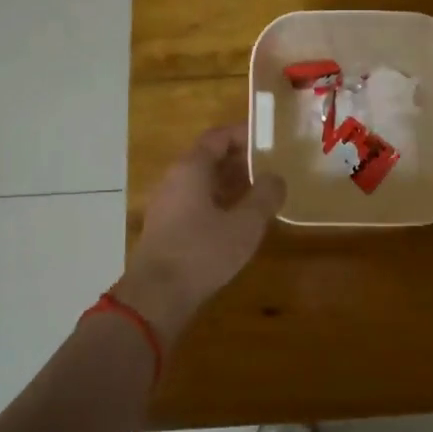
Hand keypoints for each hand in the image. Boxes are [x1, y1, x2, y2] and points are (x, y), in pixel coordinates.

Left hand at [115, 124, 285, 344]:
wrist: (156, 297)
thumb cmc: (202, 252)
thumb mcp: (245, 224)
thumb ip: (265, 196)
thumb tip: (276, 178)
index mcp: (191, 168)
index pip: (218, 136)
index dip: (244, 134)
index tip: (269, 140)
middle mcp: (175, 179)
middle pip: (209, 157)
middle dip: (241, 160)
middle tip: (271, 167)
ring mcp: (167, 204)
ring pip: (202, 182)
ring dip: (231, 183)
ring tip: (261, 193)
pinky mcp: (166, 227)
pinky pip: (195, 202)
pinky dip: (218, 201)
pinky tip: (238, 220)